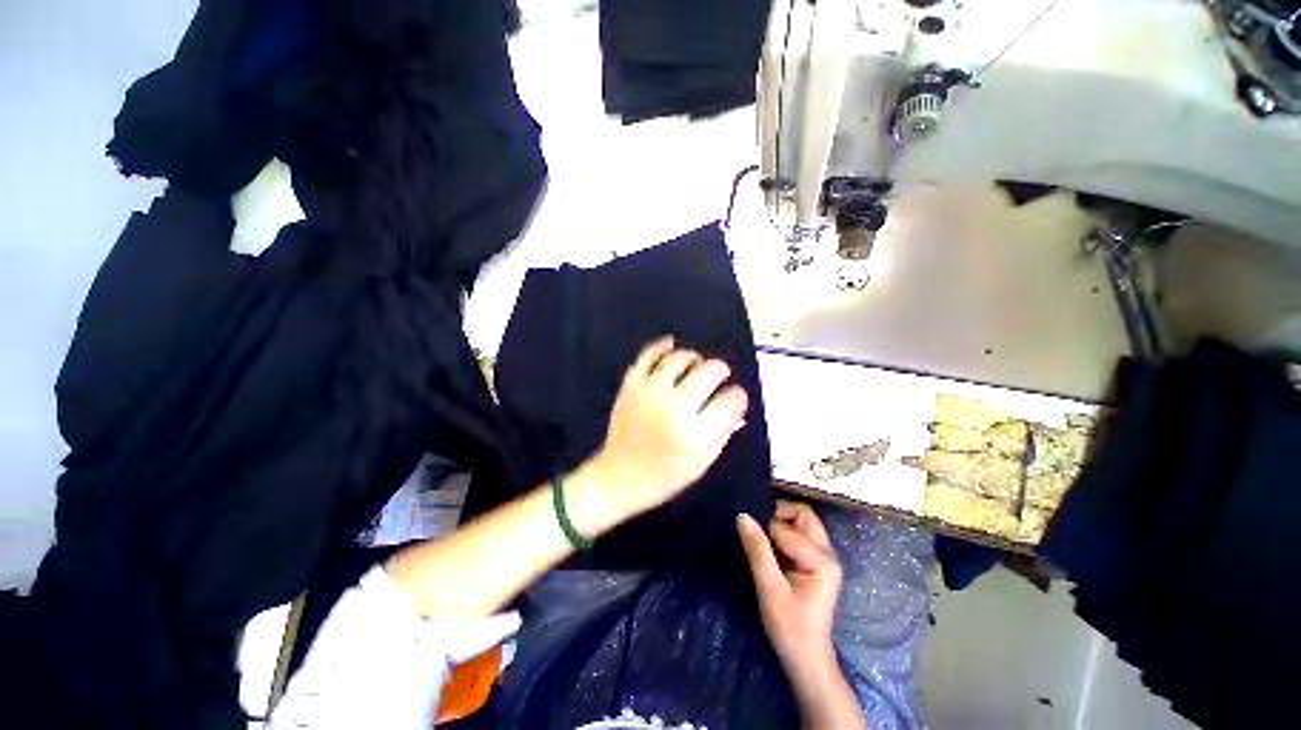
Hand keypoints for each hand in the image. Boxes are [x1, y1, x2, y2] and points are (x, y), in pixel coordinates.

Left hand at [585, 336, 749, 524]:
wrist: (618, 478)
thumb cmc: (663, 477)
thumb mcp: (700, 464)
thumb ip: (723, 434)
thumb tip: (739, 411)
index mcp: (695, 435)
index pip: (731, 401)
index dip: (738, 397)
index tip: (735, 399)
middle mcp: (673, 409)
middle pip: (709, 372)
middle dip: (721, 371)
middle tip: (720, 376)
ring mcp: (649, 394)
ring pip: (679, 359)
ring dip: (694, 358)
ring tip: (697, 365)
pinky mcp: (630, 387)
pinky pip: (646, 357)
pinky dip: (660, 347)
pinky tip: (671, 345)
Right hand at [738, 501, 842, 689]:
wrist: (806, 659)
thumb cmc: (789, 627)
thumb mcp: (769, 589)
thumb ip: (758, 550)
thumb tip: (742, 516)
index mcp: (822, 560)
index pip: (788, 528)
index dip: (765, 527)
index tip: (746, 533)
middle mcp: (828, 553)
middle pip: (803, 514)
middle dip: (777, 514)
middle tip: (755, 527)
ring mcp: (824, 557)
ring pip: (802, 521)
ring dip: (780, 522)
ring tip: (760, 537)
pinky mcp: (817, 561)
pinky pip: (799, 533)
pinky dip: (782, 532)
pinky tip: (769, 546)